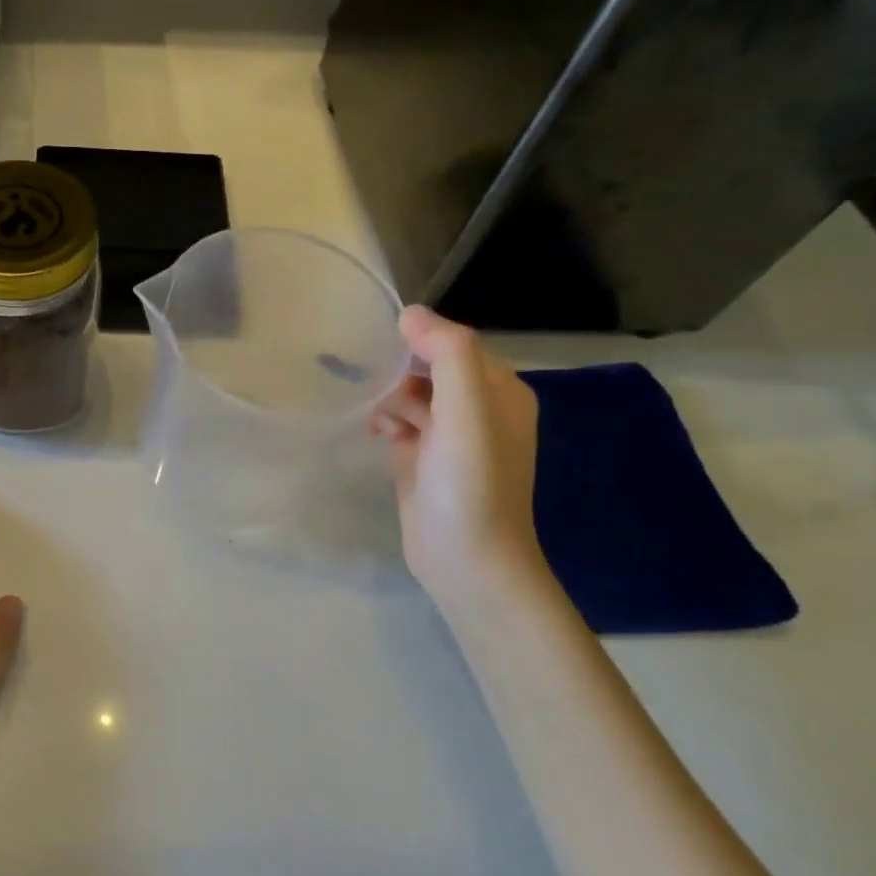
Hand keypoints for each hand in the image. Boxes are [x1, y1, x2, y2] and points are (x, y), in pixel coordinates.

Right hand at [371, 307, 546, 609]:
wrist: (467, 562)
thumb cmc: (470, 482)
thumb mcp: (467, 409)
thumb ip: (448, 353)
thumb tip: (411, 313)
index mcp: (501, 391)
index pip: (455, 345)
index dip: (421, 342)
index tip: (384, 349)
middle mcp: (480, 410)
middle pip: (431, 368)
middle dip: (400, 371)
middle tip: (375, 385)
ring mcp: (451, 438)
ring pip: (412, 395)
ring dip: (389, 397)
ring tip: (375, 415)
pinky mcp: (425, 461)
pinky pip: (402, 424)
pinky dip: (387, 422)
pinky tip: (375, 433)